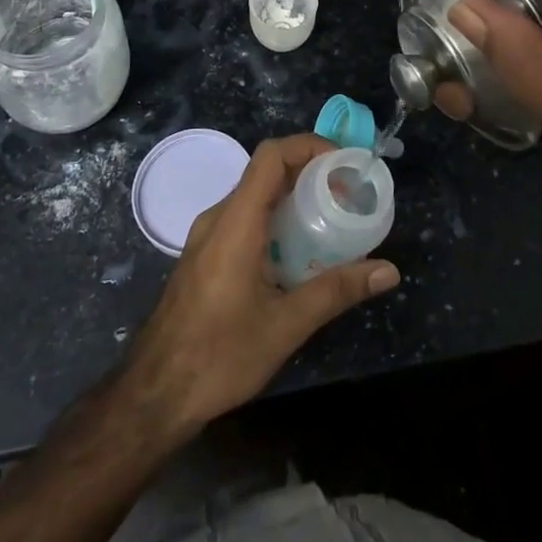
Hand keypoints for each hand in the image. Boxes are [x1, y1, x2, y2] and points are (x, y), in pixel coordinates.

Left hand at [117, 135, 399, 443]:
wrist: (153, 395)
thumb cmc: (218, 356)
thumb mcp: (285, 326)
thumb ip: (336, 291)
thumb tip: (388, 270)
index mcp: (235, 222)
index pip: (271, 156)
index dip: (309, 146)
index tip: (344, 165)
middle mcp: (218, 218)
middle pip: (266, 172)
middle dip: (310, 173)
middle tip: (347, 194)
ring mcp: (207, 236)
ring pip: (255, 195)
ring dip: (293, 197)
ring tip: (331, 220)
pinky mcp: (205, 255)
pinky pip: (244, 218)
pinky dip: (275, 218)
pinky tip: (299, 253)